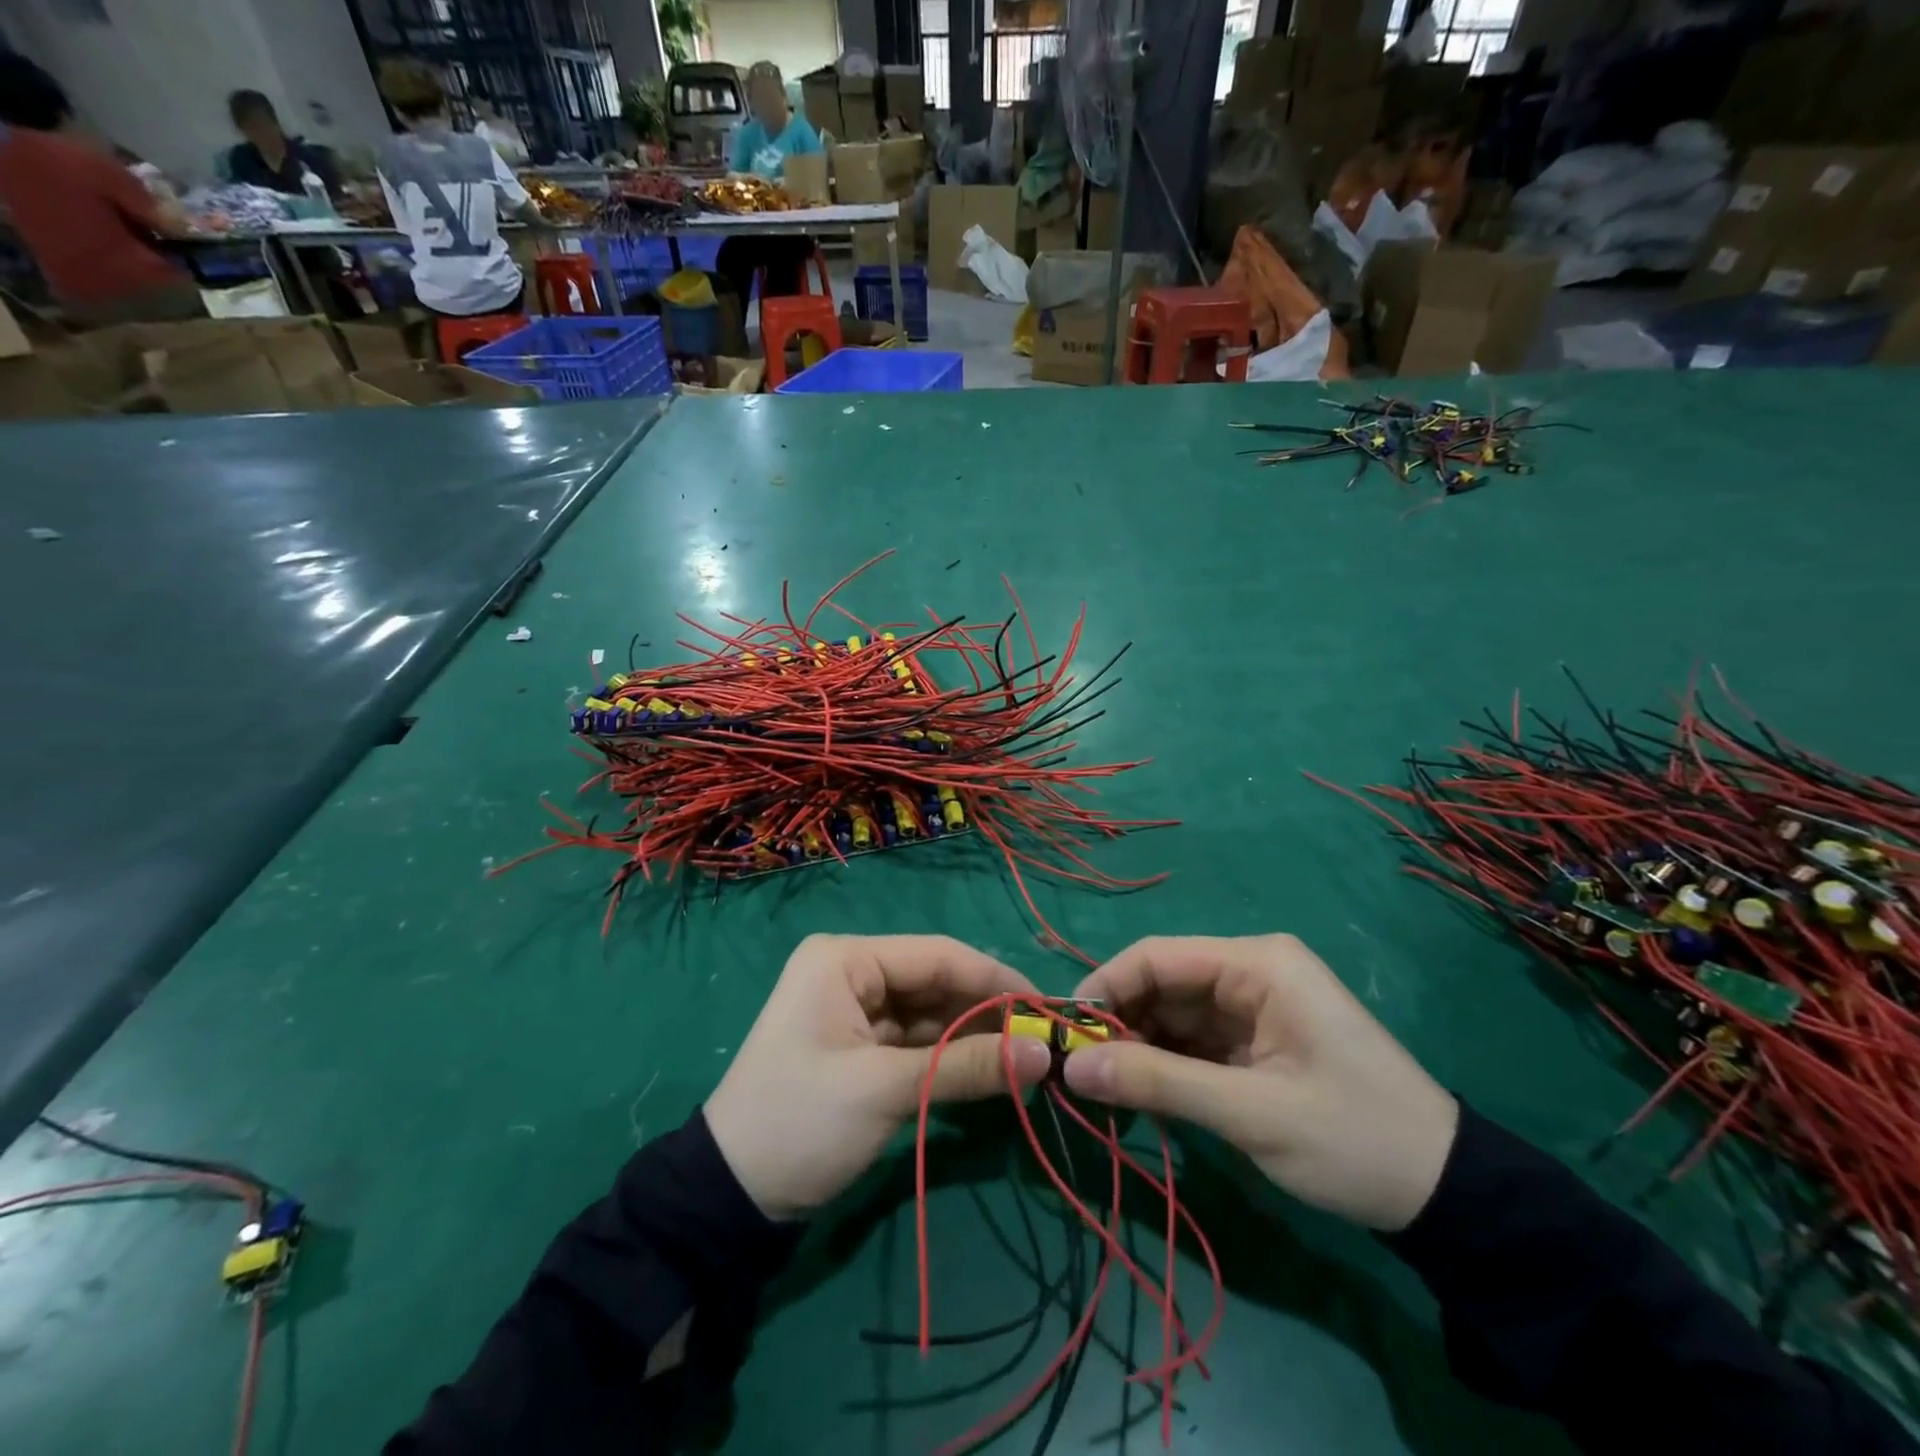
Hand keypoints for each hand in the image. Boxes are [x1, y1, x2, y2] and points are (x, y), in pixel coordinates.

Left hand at [705, 935, 1052, 1221]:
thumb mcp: (886, 1091)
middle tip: (1042, 1041)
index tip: (1046, 1008)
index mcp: (846, 959)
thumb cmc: (801, 1122)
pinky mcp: (861, 1046)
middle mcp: (852, 971)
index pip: (937, 955)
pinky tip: (990, 1071)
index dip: (995, 980)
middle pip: (936, 981)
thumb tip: (1044, 1053)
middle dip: (987, 1011)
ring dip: (973, 1036)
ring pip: (931, 1012)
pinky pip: (917, 1040)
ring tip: (1026, 1059)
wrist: (729, 1197)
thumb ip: (967, 1066)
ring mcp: (855, 1009)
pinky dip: (950, 1057)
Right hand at [1061, 935, 1458, 1231]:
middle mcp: (1250, 971)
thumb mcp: (1249, 1112)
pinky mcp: (1255, 1039)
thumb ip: (1157, 1083)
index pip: (1157, 956)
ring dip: (1138, 1049)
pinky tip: (1142, 1096)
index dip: (1105, 987)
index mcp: (1256, 963)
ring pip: (1172, 1014)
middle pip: (1161, 983)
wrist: (1446, 1194)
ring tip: (1105, 1091)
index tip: (1066, 1033)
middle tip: (1081, 1073)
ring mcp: (1253, 1006)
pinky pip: (1193, 1041)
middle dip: (1119, 1024)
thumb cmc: (1352, 1137)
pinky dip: (1165, 1065)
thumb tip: (1071, 1068)